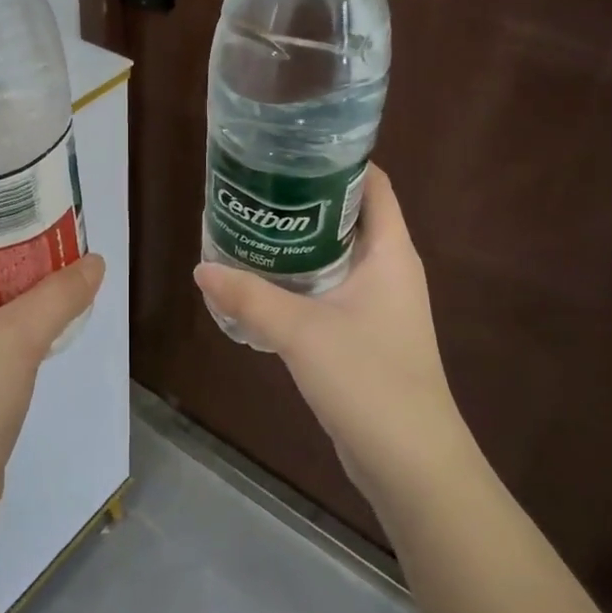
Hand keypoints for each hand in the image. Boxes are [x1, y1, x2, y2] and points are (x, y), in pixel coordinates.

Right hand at [194, 166, 470, 520]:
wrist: (410, 462)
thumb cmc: (369, 380)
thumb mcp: (301, 332)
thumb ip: (249, 297)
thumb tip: (201, 268)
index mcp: (390, 252)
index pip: (372, 184)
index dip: (336, 161)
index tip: (288, 151)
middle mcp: (389, 269)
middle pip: (348, 216)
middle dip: (304, 201)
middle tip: (254, 189)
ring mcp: (379, 304)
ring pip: (336, 256)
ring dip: (298, 244)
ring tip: (249, 228)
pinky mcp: (365, 334)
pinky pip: (330, 291)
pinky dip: (300, 281)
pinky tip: (262, 284)